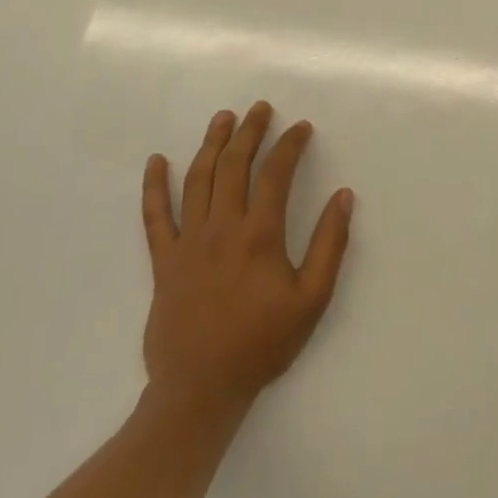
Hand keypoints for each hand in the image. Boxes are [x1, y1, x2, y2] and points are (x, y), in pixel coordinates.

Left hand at [140, 103, 353, 423]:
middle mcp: (221, 228)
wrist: (200, 389)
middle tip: (260, 108)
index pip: (275, 174)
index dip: (290, 145)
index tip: (301, 127)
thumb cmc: (262, 343)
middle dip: (249, 131)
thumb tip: (343, 197)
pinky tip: (156, 162)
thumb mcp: (312, 299)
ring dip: (211, 144)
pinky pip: (155, 217)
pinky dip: (154, 187)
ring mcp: (188, 242)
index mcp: (259, 235)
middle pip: (234, 165)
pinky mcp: (164, 261)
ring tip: (223, 119)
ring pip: (197, 180)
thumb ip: (330, 245)